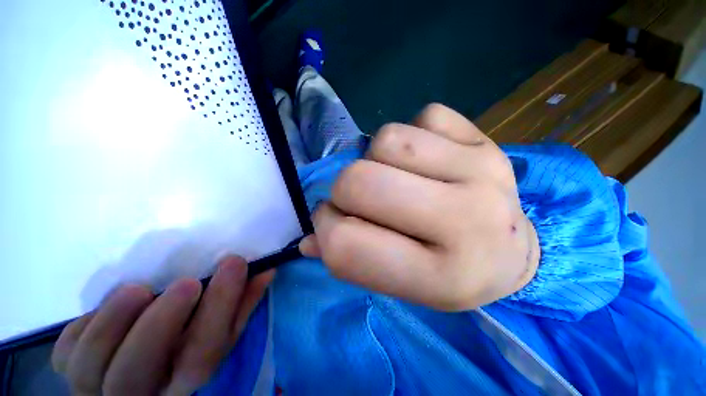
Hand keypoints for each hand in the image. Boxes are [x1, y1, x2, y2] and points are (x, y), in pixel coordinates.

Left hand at [52, 256, 273, 395]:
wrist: (141, 378)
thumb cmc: (190, 348)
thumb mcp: (221, 331)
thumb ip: (242, 302)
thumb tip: (265, 270)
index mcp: (183, 382)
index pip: (203, 355)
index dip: (220, 308)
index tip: (235, 263)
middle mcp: (139, 394)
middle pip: (140, 372)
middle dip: (162, 323)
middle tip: (188, 283)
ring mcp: (95, 389)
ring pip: (92, 366)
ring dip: (114, 321)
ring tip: (140, 289)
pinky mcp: (68, 372)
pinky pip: (68, 350)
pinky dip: (86, 324)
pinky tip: (105, 310)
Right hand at [300, 104, 538, 310]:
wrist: (512, 252)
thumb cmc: (450, 273)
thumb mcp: (401, 283)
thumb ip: (350, 259)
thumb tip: (309, 238)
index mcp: (441, 277)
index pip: (345, 244)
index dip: (326, 228)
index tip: (335, 223)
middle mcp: (466, 222)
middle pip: (359, 180)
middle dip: (345, 189)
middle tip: (362, 199)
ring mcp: (483, 172)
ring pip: (387, 140)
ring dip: (377, 159)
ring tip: (399, 177)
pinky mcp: (487, 140)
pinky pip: (424, 117)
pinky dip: (413, 137)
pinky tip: (429, 161)